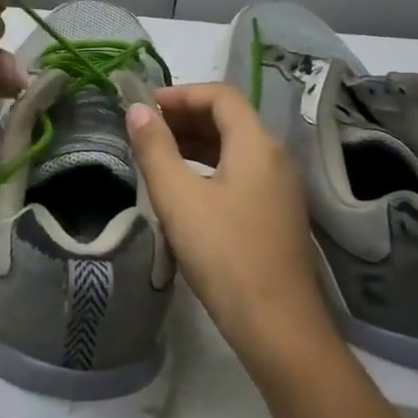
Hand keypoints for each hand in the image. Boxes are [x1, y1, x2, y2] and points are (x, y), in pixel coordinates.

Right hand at [126, 83, 341, 375]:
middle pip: (230, 118)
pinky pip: (240, 172)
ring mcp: (280, 187)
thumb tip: (137, 110)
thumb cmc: (224, 254)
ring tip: (156, 153)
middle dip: (185, 116)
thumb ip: (155, 149)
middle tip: (143, 129)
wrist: (276, 324)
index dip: (179, 93)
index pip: (220, 95)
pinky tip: (184, 188)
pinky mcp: (276, 213)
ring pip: (235, 147)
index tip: (143, 107)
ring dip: (195, 142)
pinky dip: (209, 166)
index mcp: (257, 144)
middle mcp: (275, 157)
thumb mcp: (179, 198)